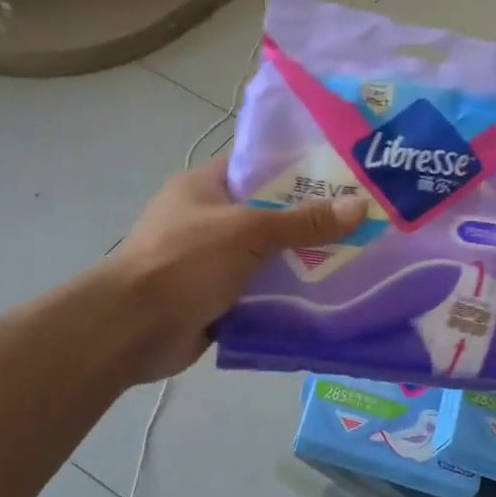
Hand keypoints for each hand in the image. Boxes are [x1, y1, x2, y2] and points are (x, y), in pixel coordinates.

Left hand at [109, 157, 365, 383]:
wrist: (133, 329)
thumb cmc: (184, 262)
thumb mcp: (248, 232)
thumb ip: (303, 222)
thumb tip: (360, 206)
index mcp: (205, 186)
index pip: (260, 167)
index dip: (301, 170)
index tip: (345, 177)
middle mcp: (209, 219)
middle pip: (270, 214)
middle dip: (312, 221)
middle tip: (362, 222)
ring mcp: (212, 261)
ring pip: (269, 256)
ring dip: (303, 261)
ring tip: (357, 258)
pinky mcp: (217, 297)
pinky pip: (262, 290)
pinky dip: (288, 294)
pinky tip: (328, 296)